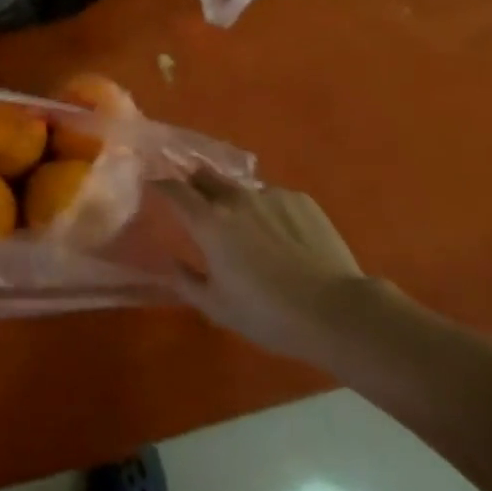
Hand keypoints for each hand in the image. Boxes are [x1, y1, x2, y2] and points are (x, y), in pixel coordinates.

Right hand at [165, 167, 374, 361]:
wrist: (337, 311)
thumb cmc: (268, 314)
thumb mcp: (218, 307)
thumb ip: (186, 281)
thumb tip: (169, 262)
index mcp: (209, 222)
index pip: (173, 189)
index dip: (160, 185)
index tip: (154, 187)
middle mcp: (235, 198)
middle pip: (205, 176)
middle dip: (195, 184)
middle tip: (197, 203)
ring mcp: (270, 195)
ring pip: (242, 190)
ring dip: (235, 202)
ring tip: (250, 230)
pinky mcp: (301, 199)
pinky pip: (274, 199)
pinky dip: (269, 212)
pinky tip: (284, 239)